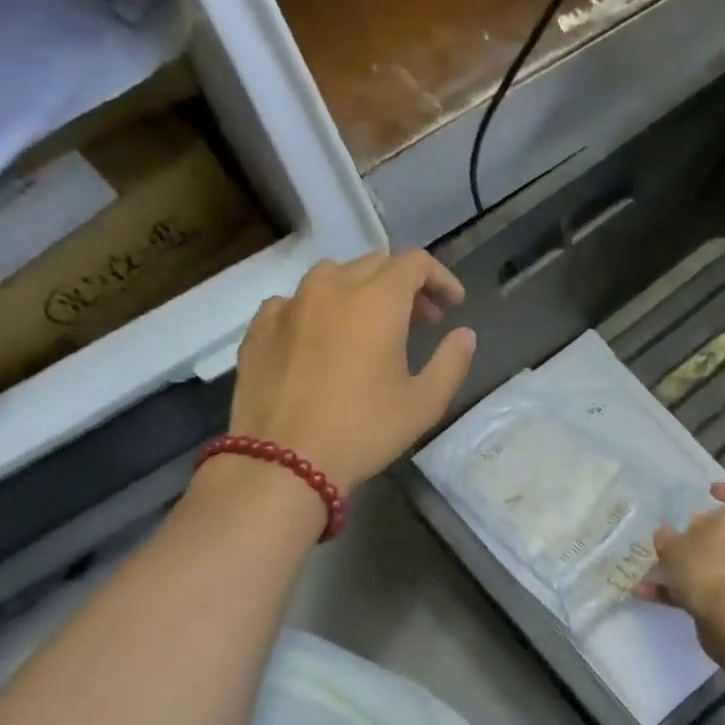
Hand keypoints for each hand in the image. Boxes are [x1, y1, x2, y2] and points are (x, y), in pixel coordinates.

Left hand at [228, 250, 475, 491]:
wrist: (283, 461)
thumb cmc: (364, 431)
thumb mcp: (424, 404)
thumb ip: (451, 362)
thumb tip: (464, 335)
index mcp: (377, 301)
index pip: (415, 262)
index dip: (440, 278)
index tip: (452, 306)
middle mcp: (332, 288)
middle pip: (375, 264)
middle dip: (404, 285)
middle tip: (420, 321)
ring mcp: (290, 304)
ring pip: (332, 276)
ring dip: (360, 291)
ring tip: (369, 326)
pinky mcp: (260, 327)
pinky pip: (295, 301)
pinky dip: (318, 310)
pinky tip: (322, 340)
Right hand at [637, 482, 724, 626]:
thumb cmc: (705, 566)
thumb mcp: (673, 546)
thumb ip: (667, 538)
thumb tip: (667, 534)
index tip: (711, 495)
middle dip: (700, 536)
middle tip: (675, 538)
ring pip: (714, 563)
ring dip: (684, 567)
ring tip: (651, 572)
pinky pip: (707, 588)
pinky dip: (680, 591)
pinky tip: (647, 594)